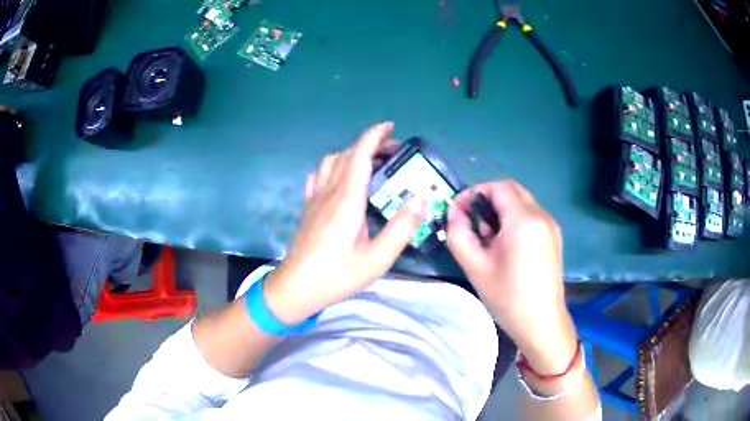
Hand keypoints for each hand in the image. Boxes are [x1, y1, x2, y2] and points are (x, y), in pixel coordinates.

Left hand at [264, 122, 424, 323]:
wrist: (296, 288)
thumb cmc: (337, 275)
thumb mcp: (377, 259)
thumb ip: (401, 228)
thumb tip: (421, 199)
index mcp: (347, 200)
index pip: (360, 155)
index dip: (375, 136)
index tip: (391, 127)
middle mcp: (328, 192)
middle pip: (347, 155)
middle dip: (370, 145)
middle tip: (392, 152)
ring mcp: (314, 199)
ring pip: (330, 162)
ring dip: (351, 154)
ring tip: (370, 163)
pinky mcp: (307, 208)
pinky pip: (318, 176)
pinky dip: (333, 167)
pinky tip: (340, 179)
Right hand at [447, 180, 577, 372]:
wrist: (542, 323)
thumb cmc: (508, 297)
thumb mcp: (475, 267)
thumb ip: (458, 234)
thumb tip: (454, 212)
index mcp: (524, 220)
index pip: (497, 187)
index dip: (473, 192)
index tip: (458, 210)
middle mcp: (541, 215)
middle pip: (511, 189)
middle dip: (487, 198)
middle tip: (471, 221)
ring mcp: (551, 225)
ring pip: (522, 201)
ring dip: (501, 209)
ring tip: (487, 236)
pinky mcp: (554, 236)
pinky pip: (531, 215)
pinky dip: (514, 218)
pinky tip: (506, 244)